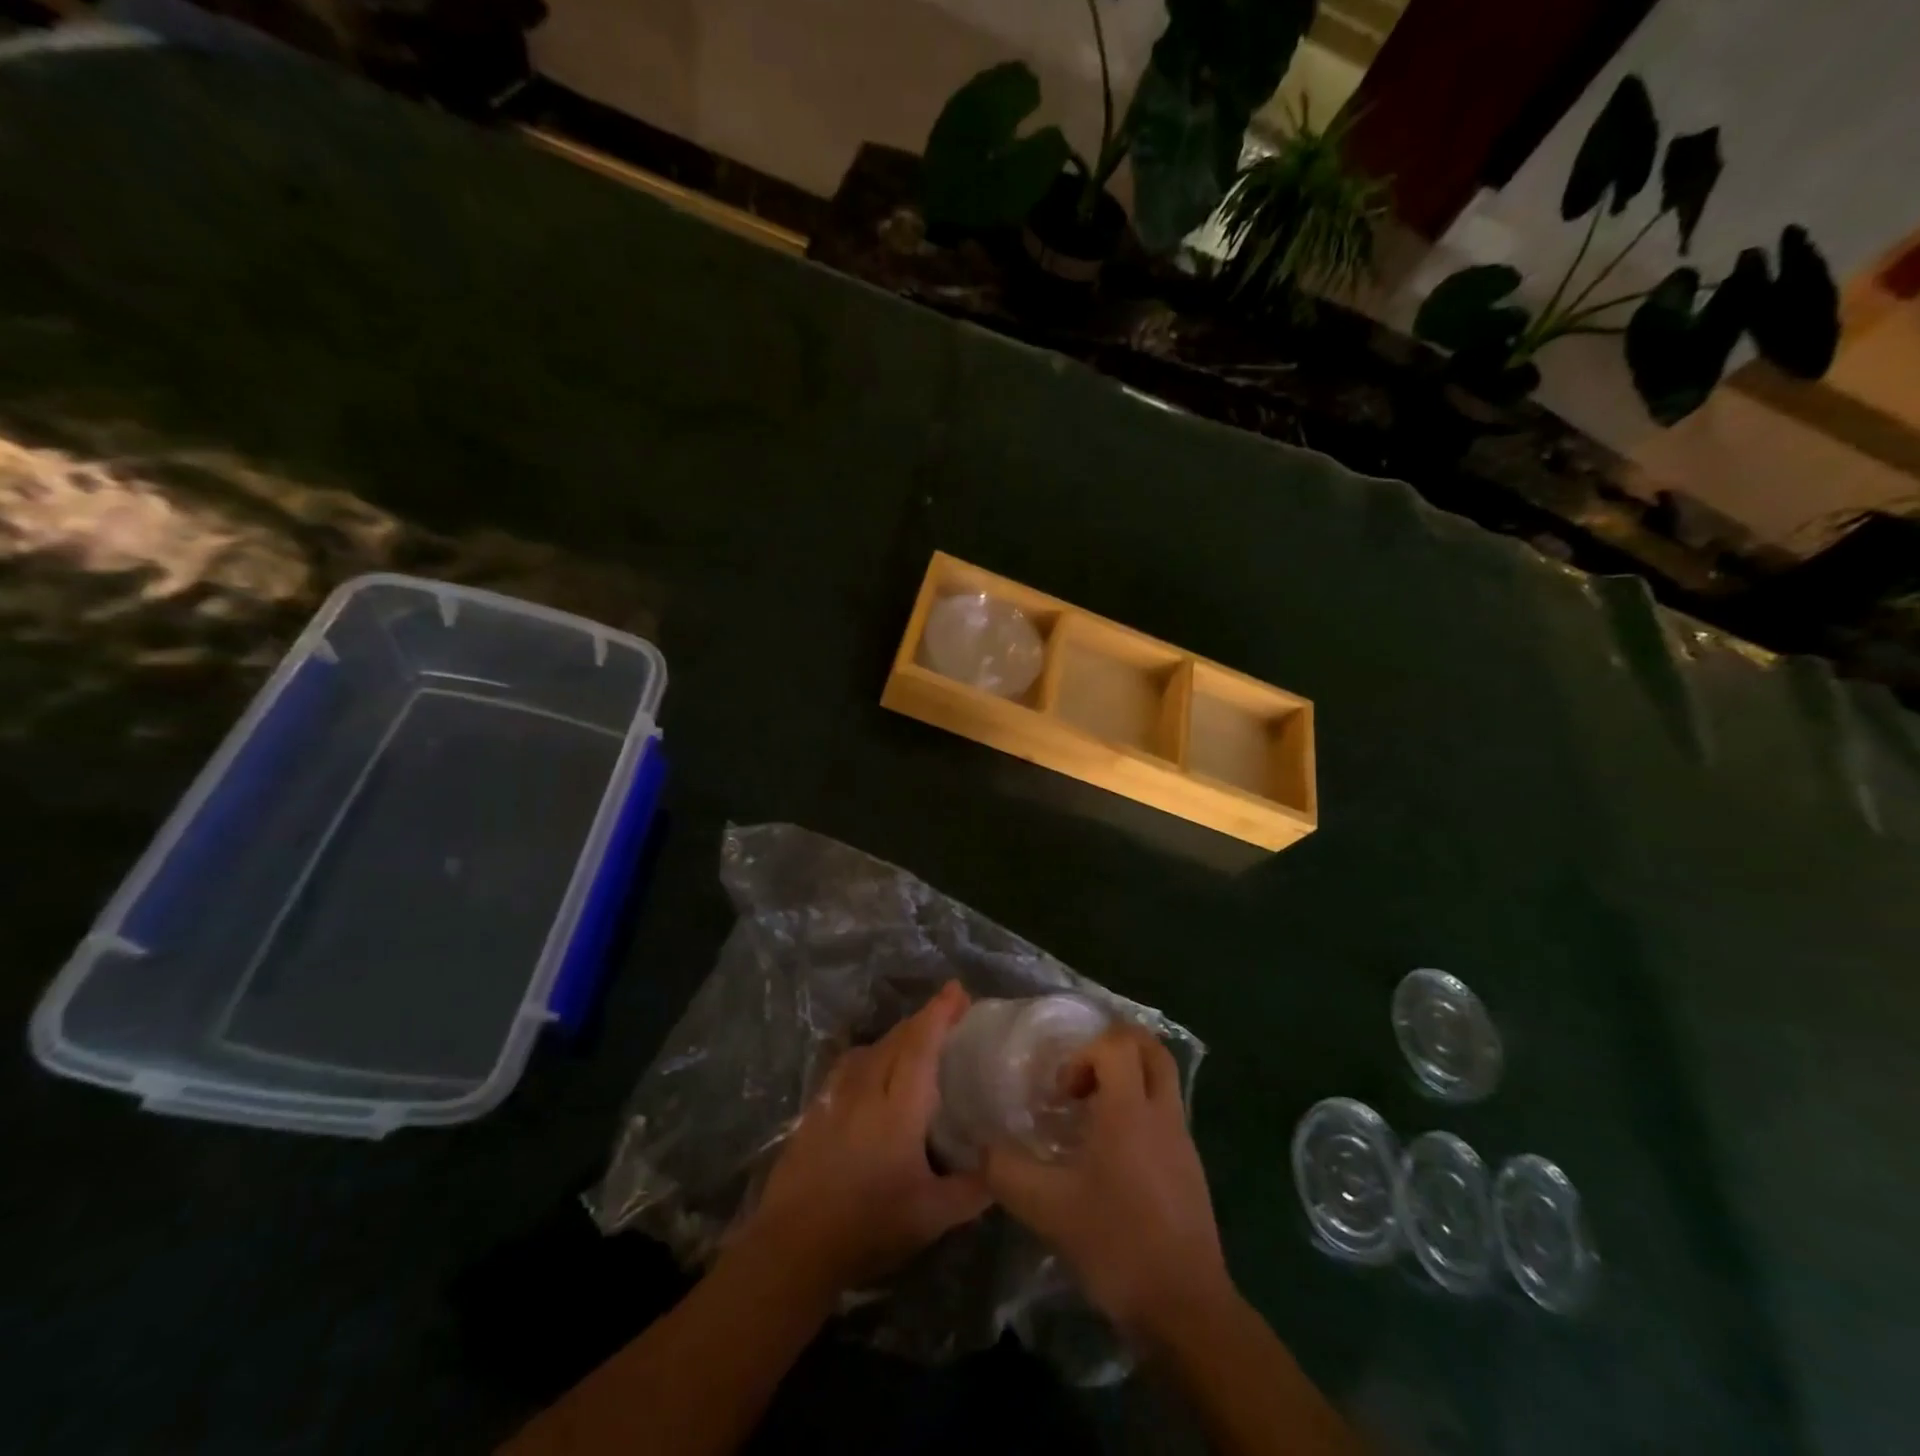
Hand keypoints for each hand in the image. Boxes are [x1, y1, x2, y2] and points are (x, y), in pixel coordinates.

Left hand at [737, 981, 991, 1298]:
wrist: (793, 1247)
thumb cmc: (868, 1227)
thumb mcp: (931, 1217)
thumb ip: (971, 1190)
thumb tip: (1001, 1168)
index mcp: (898, 1108)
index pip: (921, 1045)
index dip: (940, 1013)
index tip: (957, 990)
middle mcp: (866, 1089)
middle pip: (897, 1039)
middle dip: (924, 1019)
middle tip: (948, 1012)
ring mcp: (834, 1097)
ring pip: (870, 1049)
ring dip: (896, 1036)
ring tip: (915, 1039)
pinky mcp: (814, 1111)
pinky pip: (848, 1066)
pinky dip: (869, 1055)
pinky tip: (872, 1070)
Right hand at [981, 1025, 1232, 1343]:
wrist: (1186, 1309)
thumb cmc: (1117, 1244)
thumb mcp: (1047, 1210)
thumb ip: (1007, 1172)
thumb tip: (983, 1148)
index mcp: (1130, 1110)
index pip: (1116, 1043)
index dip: (1083, 1054)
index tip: (1063, 1095)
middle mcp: (1162, 1113)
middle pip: (1150, 1047)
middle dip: (1114, 1048)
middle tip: (1082, 1080)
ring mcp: (1182, 1140)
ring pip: (1162, 1079)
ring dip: (1128, 1080)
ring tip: (1093, 1118)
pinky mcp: (1191, 1167)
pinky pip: (1166, 1114)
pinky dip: (1140, 1112)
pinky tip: (1113, 1157)